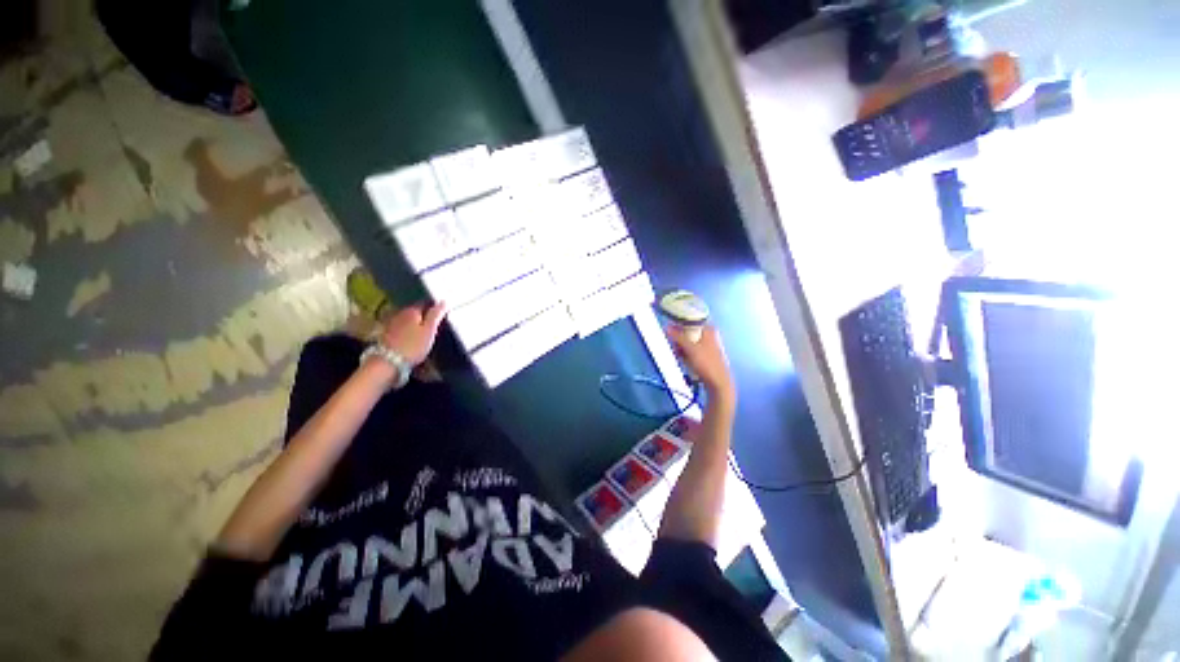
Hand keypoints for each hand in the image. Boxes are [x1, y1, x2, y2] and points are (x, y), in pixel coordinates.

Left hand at [380, 302, 447, 365]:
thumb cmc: (412, 346)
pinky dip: (406, 334)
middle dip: (423, 317)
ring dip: (414, 326)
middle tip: (433, 327)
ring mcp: (390, 324)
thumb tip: (443, 302)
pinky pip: (400, 330)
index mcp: (412, 311)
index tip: (441, 315)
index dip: (434, 308)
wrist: (387, 362)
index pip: (426, 303)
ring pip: (406, 321)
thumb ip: (436, 315)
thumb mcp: (429, 330)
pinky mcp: (384, 335)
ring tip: (422, 336)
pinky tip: (410, 341)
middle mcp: (399, 314)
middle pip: (414, 312)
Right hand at [666, 325, 734, 401]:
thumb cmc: (706, 363)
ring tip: (677, 354)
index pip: (690, 319)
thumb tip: (667, 327)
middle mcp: (708, 334)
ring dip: (680, 346)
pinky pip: (691, 349)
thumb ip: (677, 336)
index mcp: (708, 329)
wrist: (718, 382)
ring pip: (688, 341)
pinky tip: (682, 359)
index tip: (669, 328)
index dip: (679, 323)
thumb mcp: (689, 348)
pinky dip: (685, 352)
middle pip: (688, 331)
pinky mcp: (704, 355)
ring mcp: (707, 345)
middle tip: (674, 345)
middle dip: (678, 338)